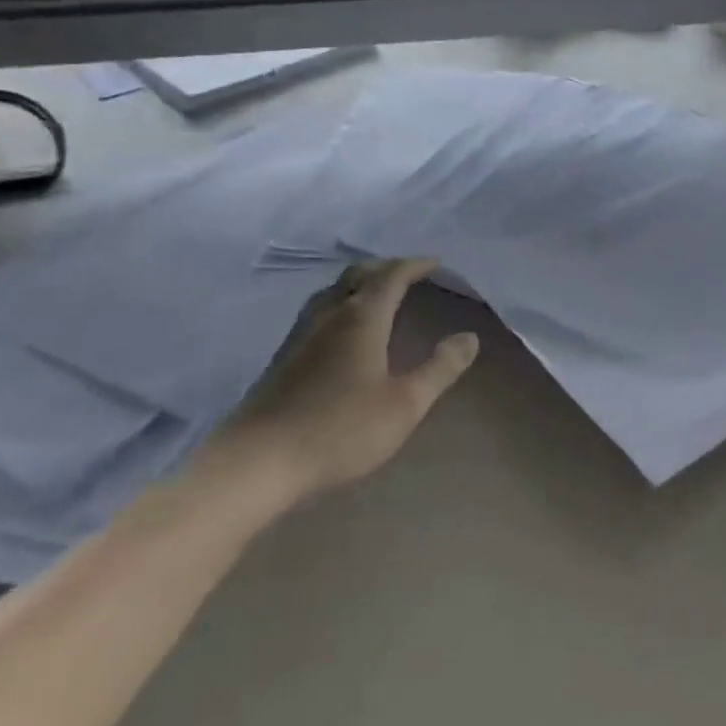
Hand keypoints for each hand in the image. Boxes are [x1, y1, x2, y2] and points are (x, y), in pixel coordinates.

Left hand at [200, 259, 478, 512]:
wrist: (256, 463)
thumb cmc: (339, 429)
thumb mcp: (404, 404)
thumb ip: (440, 368)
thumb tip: (469, 337)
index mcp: (362, 317)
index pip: (392, 275)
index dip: (416, 265)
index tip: (436, 263)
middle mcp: (330, 313)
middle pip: (358, 274)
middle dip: (386, 267)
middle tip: (409, 272)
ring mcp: (300, 333)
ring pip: (333, 290)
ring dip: (359, 282)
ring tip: (376, 292)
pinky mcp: (282, 356)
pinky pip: (318, 310)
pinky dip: (340, 302)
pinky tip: (340, 328)